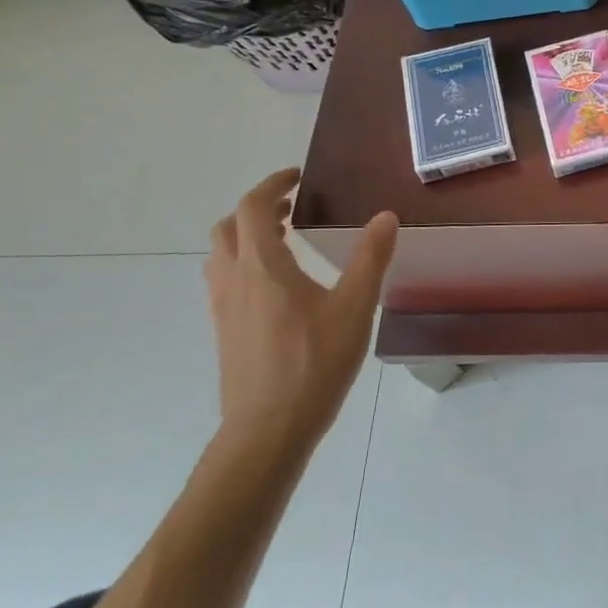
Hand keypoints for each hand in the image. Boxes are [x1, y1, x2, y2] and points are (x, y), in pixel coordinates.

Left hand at [205, 169, 397, 450]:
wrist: (268, 428)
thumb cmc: (314, 363)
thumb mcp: (354, 307)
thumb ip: (371, 258)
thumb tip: (386, 216)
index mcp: (262, 267)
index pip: (251, 208)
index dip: (272, 185)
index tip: (298, 178)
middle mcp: (234, 280)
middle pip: (227, 228)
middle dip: (256, 210)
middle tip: (291, 208)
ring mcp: (223, 309)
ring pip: (220, 256)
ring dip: (245, 237)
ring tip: (282, 240)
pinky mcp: (224, 332)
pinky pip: (224, 281)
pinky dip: (244, 265)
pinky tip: (277, 287)